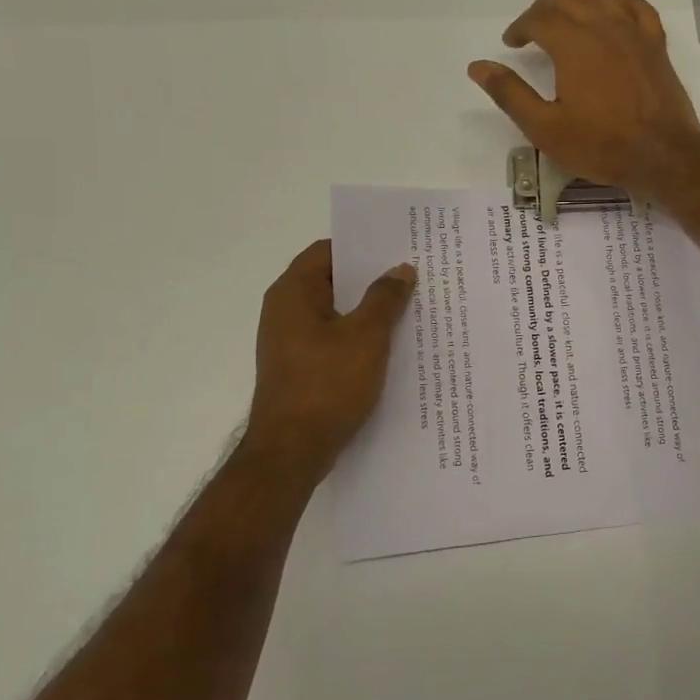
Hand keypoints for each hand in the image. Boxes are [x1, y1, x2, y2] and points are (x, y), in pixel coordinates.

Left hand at [242, 240, 415, 474]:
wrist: (292, 452)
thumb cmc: (327, 385)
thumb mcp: (366, 336)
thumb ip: (385, 298)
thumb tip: (401, 270)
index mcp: (293, 292)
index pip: (328, 251)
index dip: (363, 246)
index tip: (398, 247)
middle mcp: (286, 311)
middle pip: (333, 281)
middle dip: (372, 280)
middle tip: (413, 276)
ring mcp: (291, 342)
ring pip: (336, 313)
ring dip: (369, 311)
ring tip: (410, 309)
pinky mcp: (300, 368)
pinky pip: (334, 340)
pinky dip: (359, 338)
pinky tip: (391, 347)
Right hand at [467, 0, 699, 194]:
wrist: (662, 156)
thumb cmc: (601, 145)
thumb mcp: (545, 128)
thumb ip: (510, 94)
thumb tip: (478, 66)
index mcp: (573, 44)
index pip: (539, 18)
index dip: (520, 27)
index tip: (511, 44)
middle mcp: (604, 27)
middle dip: (543, 9)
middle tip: (531, 31)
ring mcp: (634, 33)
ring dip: (577, 3)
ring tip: (565, 24)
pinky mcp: (655, 44)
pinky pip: (636, 7)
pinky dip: (617, 3)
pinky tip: (611, 15)